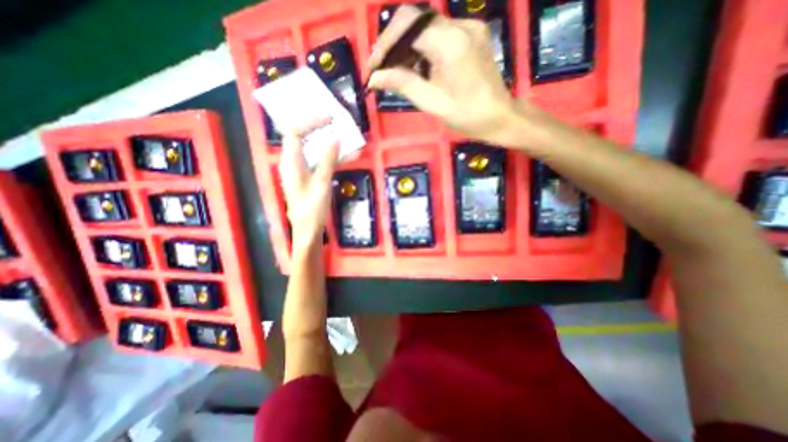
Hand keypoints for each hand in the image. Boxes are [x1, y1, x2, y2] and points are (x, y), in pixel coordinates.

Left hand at [276, 118, 338, 252]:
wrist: (307, 231)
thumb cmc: (312, 209)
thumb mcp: (321, 183)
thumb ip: (327, 160)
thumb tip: (334, 138)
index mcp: (290, 162)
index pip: (295, 131)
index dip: (310, 121)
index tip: (329, 118)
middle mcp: (292, 162)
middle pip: (303, 137)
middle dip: (320, 128)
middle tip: (338, 123)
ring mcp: (301, 170)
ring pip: (314, 149)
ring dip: (330, 143)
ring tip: (347, 138)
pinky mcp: (309, 177)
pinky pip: (320, 161)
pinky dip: (332, 157)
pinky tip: (348, 156)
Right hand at [369, 6, 520, 143]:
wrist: (501, 116)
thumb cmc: (468, 116)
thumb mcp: (433, 103)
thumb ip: (404, 85)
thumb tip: (375, 78)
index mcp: (451, 43)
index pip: (408, 26)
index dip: (385, 44)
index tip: (374, 66)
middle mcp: (460, 25)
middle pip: (416, 19)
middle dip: (394, 43)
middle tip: (383, 69)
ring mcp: (469, 26)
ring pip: (426, 26)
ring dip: (408, 47)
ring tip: (398, 72)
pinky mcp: (472, 33)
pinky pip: (440, 33)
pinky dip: (423, 48)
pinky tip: (419, 68)